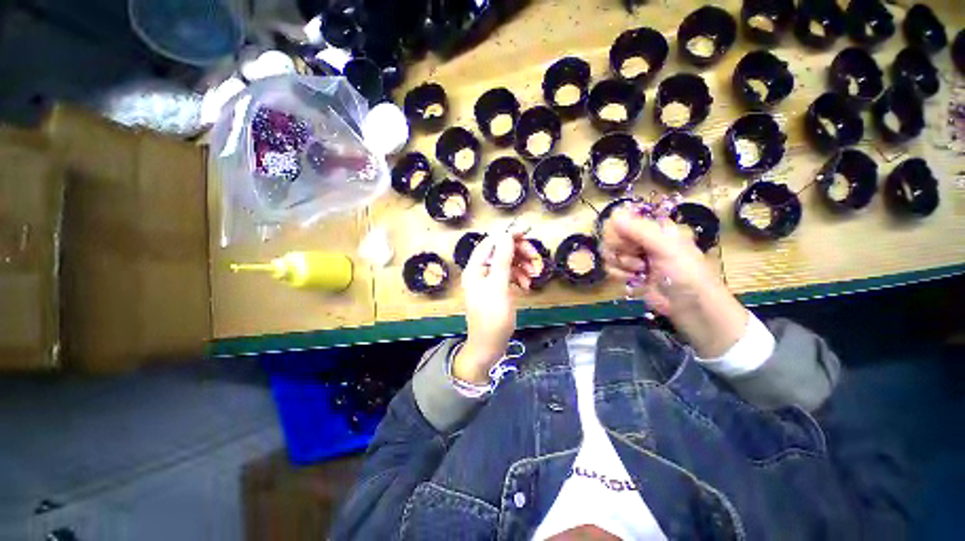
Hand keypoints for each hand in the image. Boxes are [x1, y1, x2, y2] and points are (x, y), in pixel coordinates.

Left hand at [454, 231, 539, 383]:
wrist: (489, 346)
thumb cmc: (492, 317)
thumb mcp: (498, 286)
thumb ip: (502, 259)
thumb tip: (506, 235)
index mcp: (475, 268)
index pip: (490, 243)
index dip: (506, 235)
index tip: (525, 233)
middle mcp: (480, 271)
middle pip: (500, 252)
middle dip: (518, 253)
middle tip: (535, 258)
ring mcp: (489, 281)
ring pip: (507, 264)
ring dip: (522, 266)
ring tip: (533, 275)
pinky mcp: (497, 290)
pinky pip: (509, 276)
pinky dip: (519, 278)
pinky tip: (526, 286)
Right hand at [601, 208, 747, 357]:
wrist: (690, 308)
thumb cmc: (685, 273)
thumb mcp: (666, 248)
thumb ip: (639, 230)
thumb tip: (613, 214)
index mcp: (654, 227)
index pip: (622, 219)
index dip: (619, 230)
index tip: (627, 241)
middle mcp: (641, 239)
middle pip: (612, 236)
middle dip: (620, 250)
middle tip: (638, 257)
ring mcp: (634, 257)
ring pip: (609, 253)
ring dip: (621, 264)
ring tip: (640, 271)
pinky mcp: (628, 273)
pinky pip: (610, 268)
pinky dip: (619, 275)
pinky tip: (634, 279)